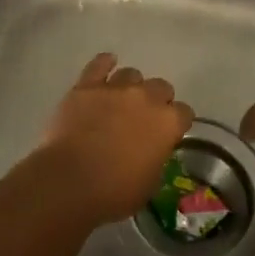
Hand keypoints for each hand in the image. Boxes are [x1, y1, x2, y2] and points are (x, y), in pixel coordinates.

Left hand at [21, 53, 194, 226]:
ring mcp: (114, 88)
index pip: (184, 113)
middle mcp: (145, 98)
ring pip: (131, 74)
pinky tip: (106, 65)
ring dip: (130, 86)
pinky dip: (104, 64)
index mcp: (167, 123)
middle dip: (157, 100)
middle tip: (144, 118)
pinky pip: (99, 64)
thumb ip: (156, 158)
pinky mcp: (86, 86)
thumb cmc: (114, 191)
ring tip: (121, 100)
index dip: (177, 123)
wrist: (70, 181)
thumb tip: (150, 151)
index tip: (169, 133)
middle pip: (161, 87)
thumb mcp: (149, 183)